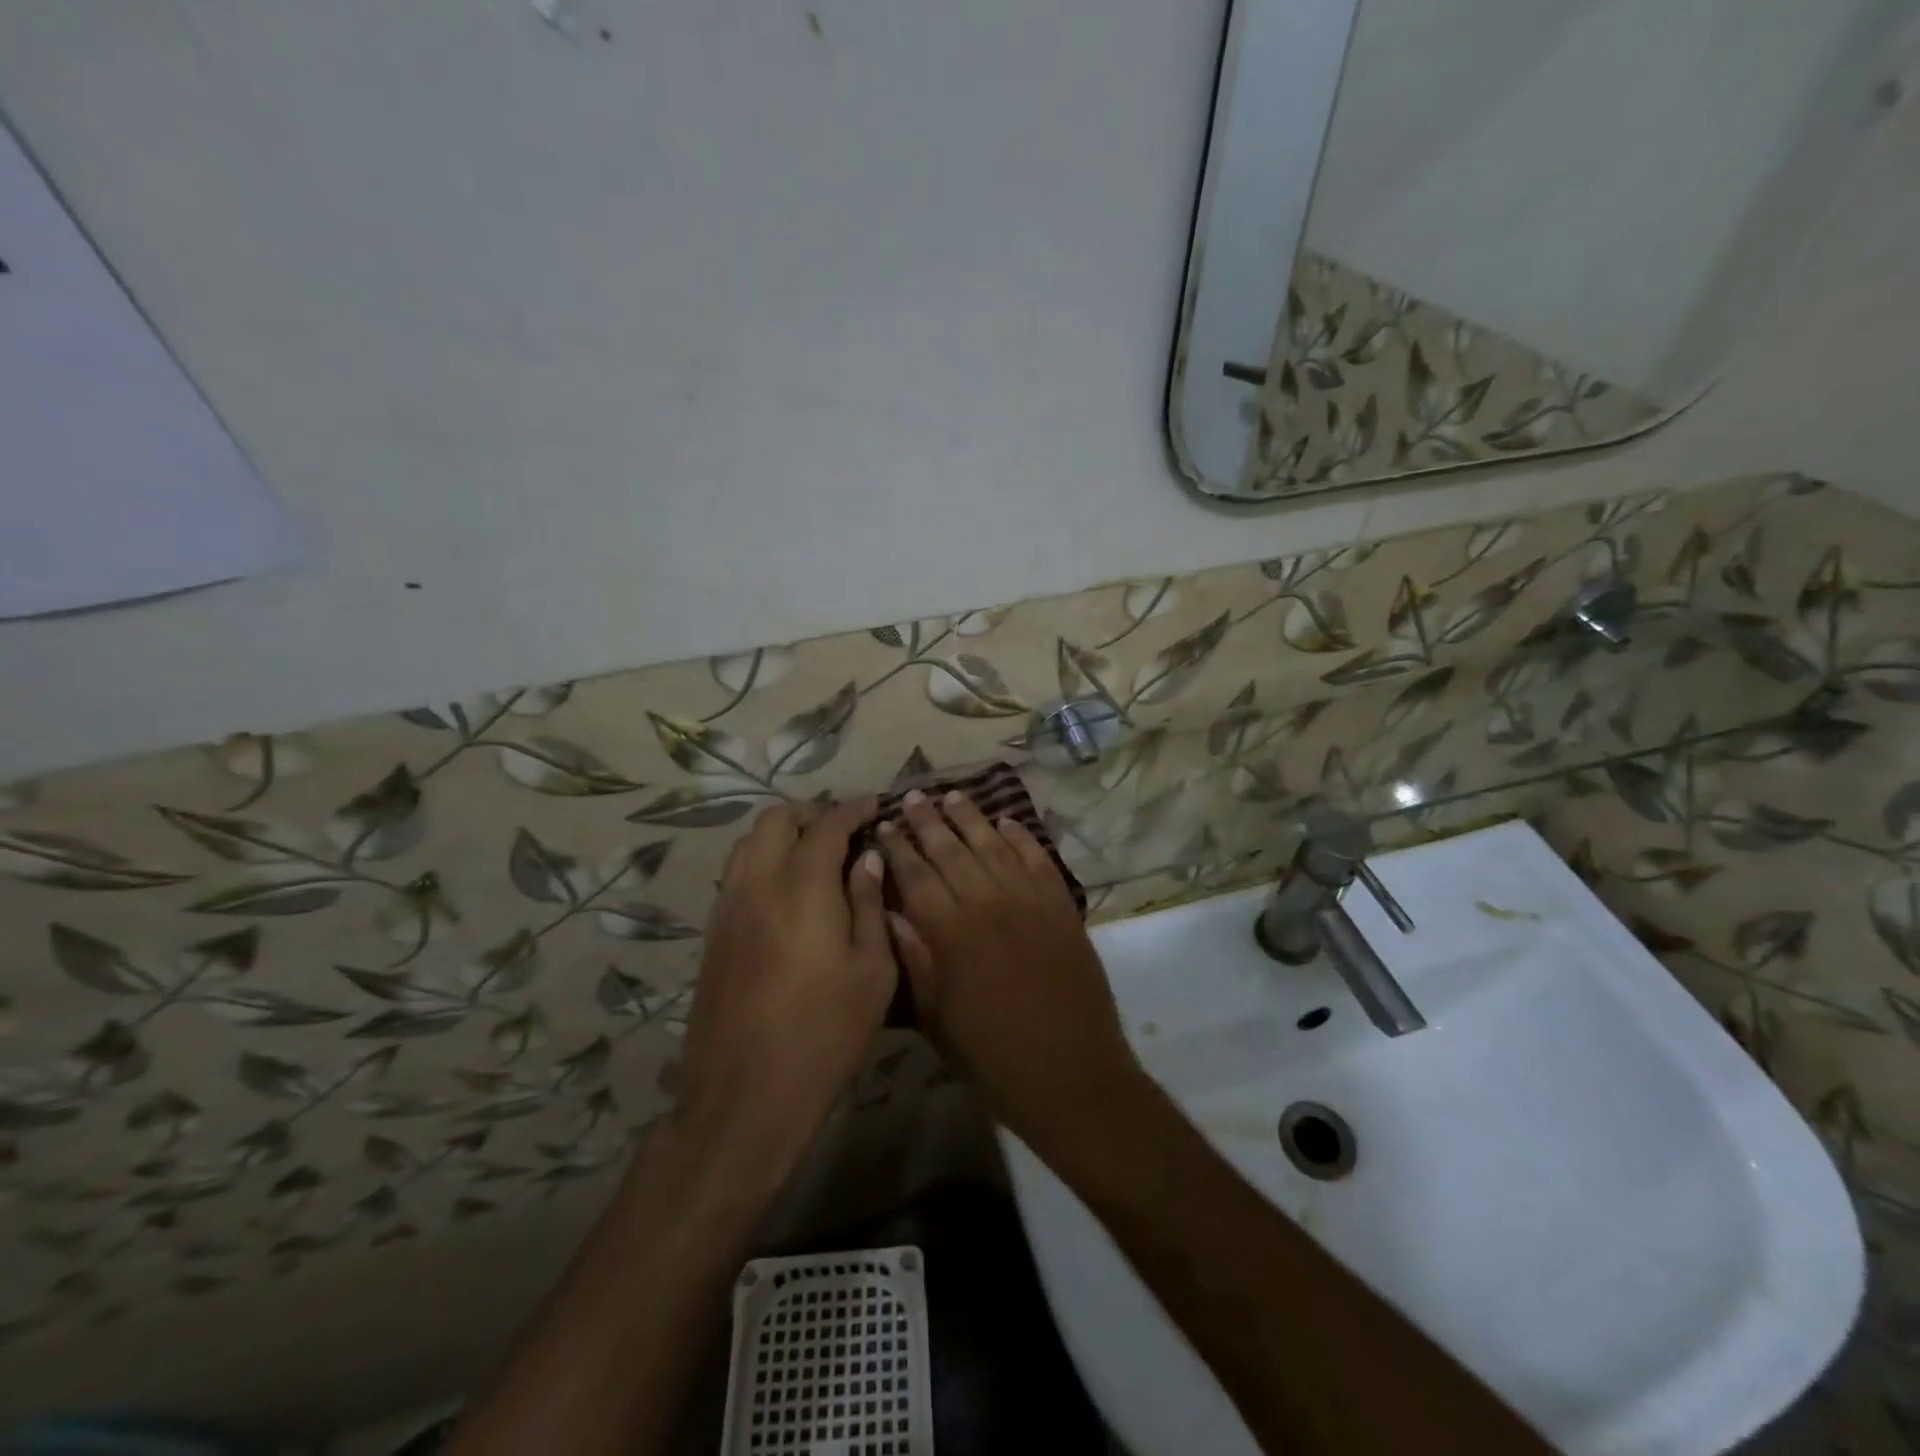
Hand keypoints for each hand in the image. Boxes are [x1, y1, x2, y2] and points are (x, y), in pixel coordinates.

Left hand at [675, 799, 893, 1181]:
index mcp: (803, 887)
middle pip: (776, 819)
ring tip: (812, 849)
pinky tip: (785, 887)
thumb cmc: (825, 1032)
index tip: (873, 806)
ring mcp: (728, 907)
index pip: (827, 824)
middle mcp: (758, 883)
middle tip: (843, 826)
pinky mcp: (712, 933)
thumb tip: (867, 859)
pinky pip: (736, 872)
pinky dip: (761, 859)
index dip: (852, 808)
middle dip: (811, 811)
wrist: (746, 1094)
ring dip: (781, 832)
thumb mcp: (872, 970)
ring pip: (748, 842)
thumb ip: (869, 905)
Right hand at [879, 789, 1148, 1158]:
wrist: (1072, 1076)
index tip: (886, 823)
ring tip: (953, 796)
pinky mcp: (1062, 907)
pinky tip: (1008, 822)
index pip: (917, 875)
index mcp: (951, 932)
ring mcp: (1031, 901)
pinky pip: (1039, 860)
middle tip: (914, 795)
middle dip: (930, 821)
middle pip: (953, 851)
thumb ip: (913, 958)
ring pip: (994, 847)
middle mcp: (989, 904)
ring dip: (972, 819)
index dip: (899, 847)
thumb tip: (889, 910)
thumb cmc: (992, 1057)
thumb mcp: (937, 1018)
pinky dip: (1022, 838)